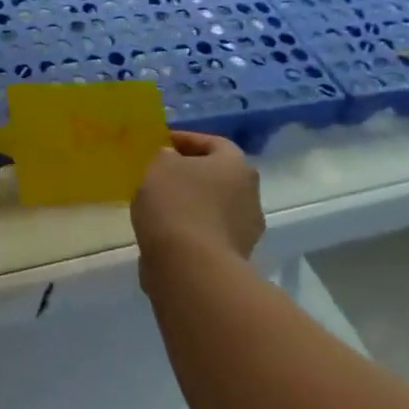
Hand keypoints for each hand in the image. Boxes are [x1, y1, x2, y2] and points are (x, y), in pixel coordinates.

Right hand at [131, 131, 262, 262]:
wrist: (191, 268)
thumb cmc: (177, 204)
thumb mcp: (159, 165)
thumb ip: (165, 156)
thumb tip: (173, 161)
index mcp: (237, 166)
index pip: (213, 142)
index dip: (185, 139)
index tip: (160, 143)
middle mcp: (250, 195)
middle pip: (217, 176)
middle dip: (190, 173)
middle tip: (160, 173)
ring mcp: (246, 231)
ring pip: (213, 206)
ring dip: (190, 203)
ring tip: (158, 204)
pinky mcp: (234, 259)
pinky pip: (207, 233)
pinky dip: (188, 228)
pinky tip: (164, 230)